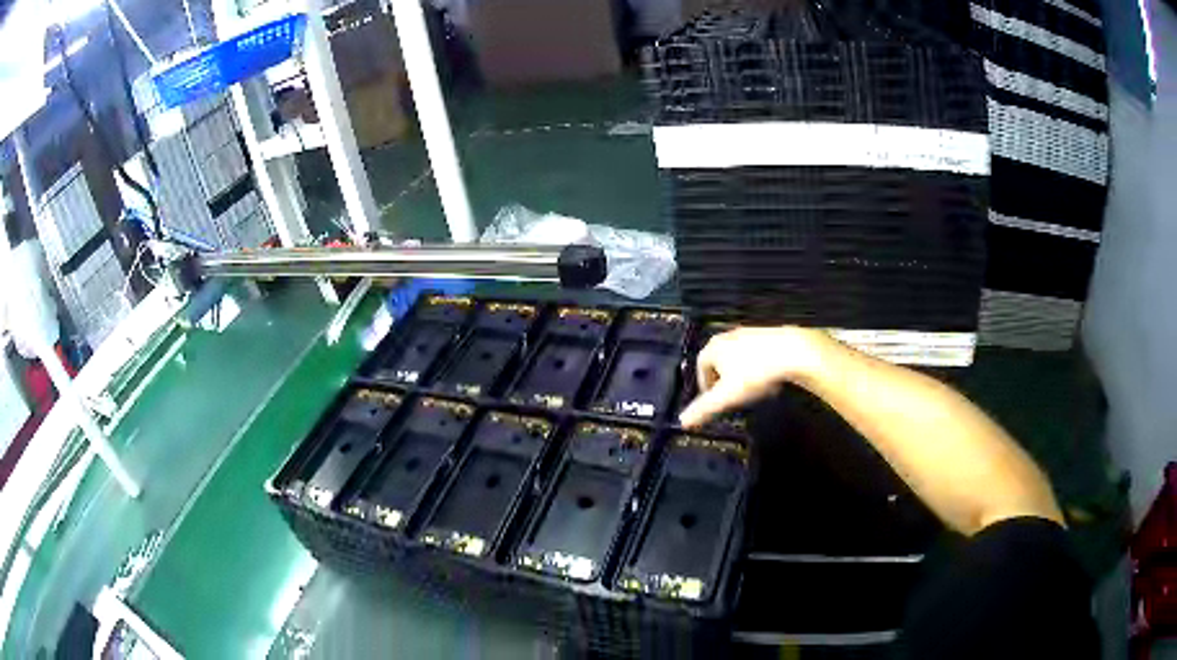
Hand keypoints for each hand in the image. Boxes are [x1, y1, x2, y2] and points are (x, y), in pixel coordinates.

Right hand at [679, 326, 832, 428]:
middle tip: (732, 397)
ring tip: (750, 390)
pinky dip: (757, 367)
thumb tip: (682, 421)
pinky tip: (768, 379)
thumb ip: (703, 409)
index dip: (705, 385)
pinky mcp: (769, 335)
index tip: (714, 401)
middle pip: (719, 361)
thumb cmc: (756, 373)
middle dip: (723, 380)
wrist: (794, 352)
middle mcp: (729, 336)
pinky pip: (756, 354)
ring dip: (740, 374)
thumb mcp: (726, 397)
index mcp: (714, 347)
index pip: (701, 366)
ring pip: (738, 357)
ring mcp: (750, 333)